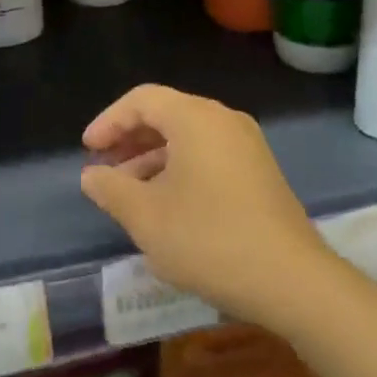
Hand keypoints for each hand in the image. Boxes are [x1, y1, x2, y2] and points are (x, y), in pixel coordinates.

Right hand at [80, 84, 338, 329]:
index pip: (143, 99)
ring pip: (189, 136)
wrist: (289, 277)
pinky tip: (166, 202)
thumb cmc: (208, 239)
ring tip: (128, 191)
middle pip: (168, 113)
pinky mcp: (260, 169)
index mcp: (196, 118)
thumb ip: (112, 189)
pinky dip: (181, 167)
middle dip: (130, 139)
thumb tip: (92, 175)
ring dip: (154, 157)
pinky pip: (210, 153)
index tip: (87, 150)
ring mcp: (247, 144)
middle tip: (104, 169)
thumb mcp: (146, 217)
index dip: (109, 121)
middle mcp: (224, 119)